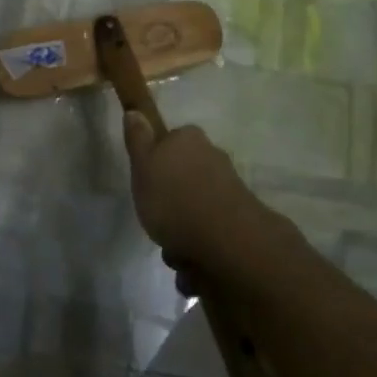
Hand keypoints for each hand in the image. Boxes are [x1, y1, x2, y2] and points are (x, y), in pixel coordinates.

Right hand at [122, 115, 277, 276]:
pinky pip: (210, 231)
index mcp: (189, 139)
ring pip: (196, 207)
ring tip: (174, 252)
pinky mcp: (241, 218)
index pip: (170, 141)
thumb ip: (138, 140)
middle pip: (184, 177)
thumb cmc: (174, 199)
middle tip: (156, 221)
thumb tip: (134, 111)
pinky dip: (199, 247)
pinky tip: (192, 265)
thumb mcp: (142, 167)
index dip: (156, 162)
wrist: (228, 240)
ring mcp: (230, 188)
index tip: (147, 184)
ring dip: (183, 230)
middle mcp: (213, 157)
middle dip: (170, 202)